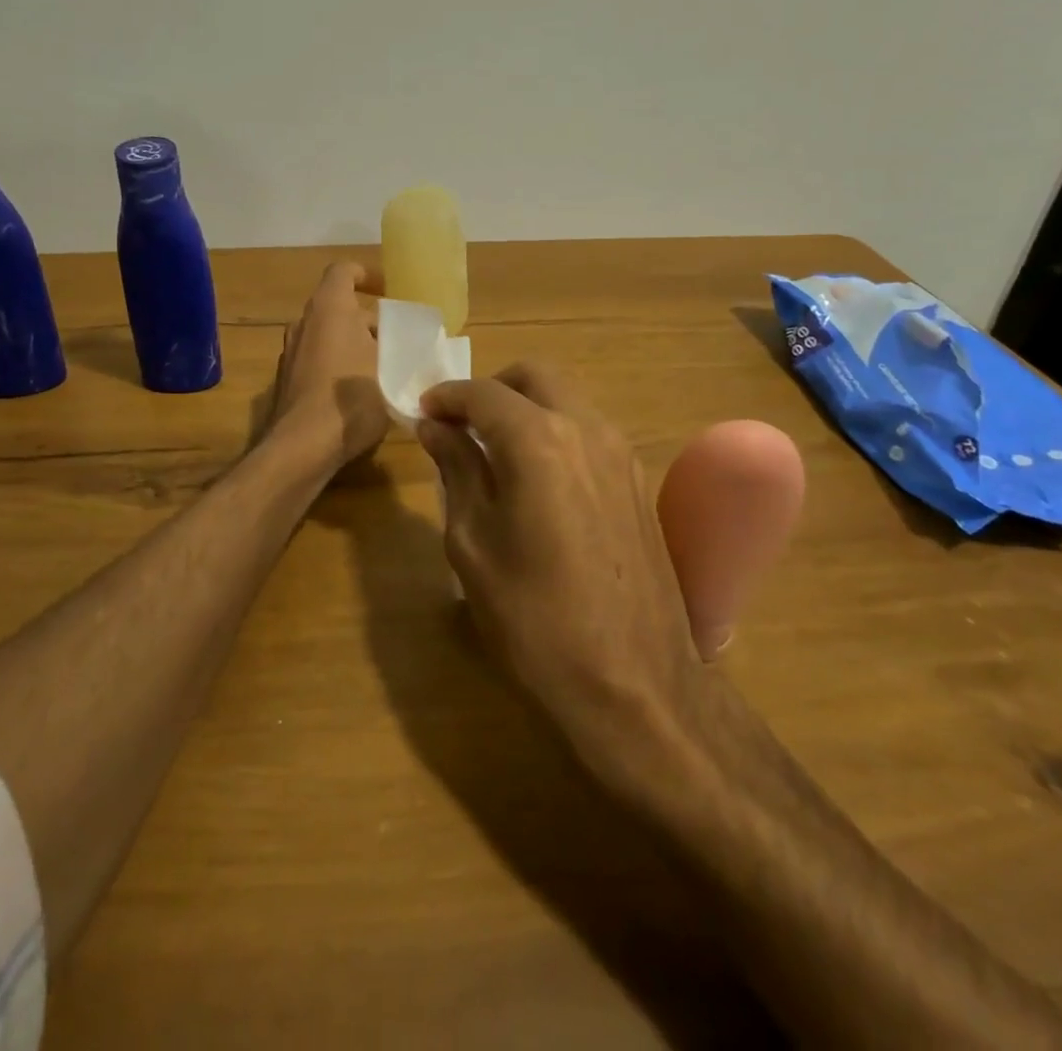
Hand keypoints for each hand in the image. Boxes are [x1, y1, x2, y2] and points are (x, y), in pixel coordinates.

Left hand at [262, 261, 390, 469]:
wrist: (302, 447)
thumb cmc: (351, 399)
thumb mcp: (391, 371)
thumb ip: (400, 352)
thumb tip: (407, 348)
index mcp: (329, 309)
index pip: (343, 271)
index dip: (366, 274)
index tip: (388, 291)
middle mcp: (303, 323)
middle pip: (337, 307)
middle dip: (368, 320)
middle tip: (397, 341)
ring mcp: (290, 353)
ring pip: (327, 336)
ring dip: (353, 344)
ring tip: (383, 368)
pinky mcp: (286, 381)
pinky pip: (317, 361)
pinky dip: (337, 366)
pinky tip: (358, 394)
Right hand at [416, 363, 714, 783]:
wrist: (633, 684)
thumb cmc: (533, 619)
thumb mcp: (473, 544)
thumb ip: (456, 471)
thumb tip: (436, 428)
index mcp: (539, 440)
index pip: (483, 394)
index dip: (446, 397)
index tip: (422, 412)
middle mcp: (587, 429)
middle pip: (534, 377)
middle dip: (491, 389)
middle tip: (459, 425)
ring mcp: (621, 453)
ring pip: (567, 399)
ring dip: (526, 408)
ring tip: (493, 452)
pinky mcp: (638, 481)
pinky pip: (589, 431)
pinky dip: (555, 431)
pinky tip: (536, 478)